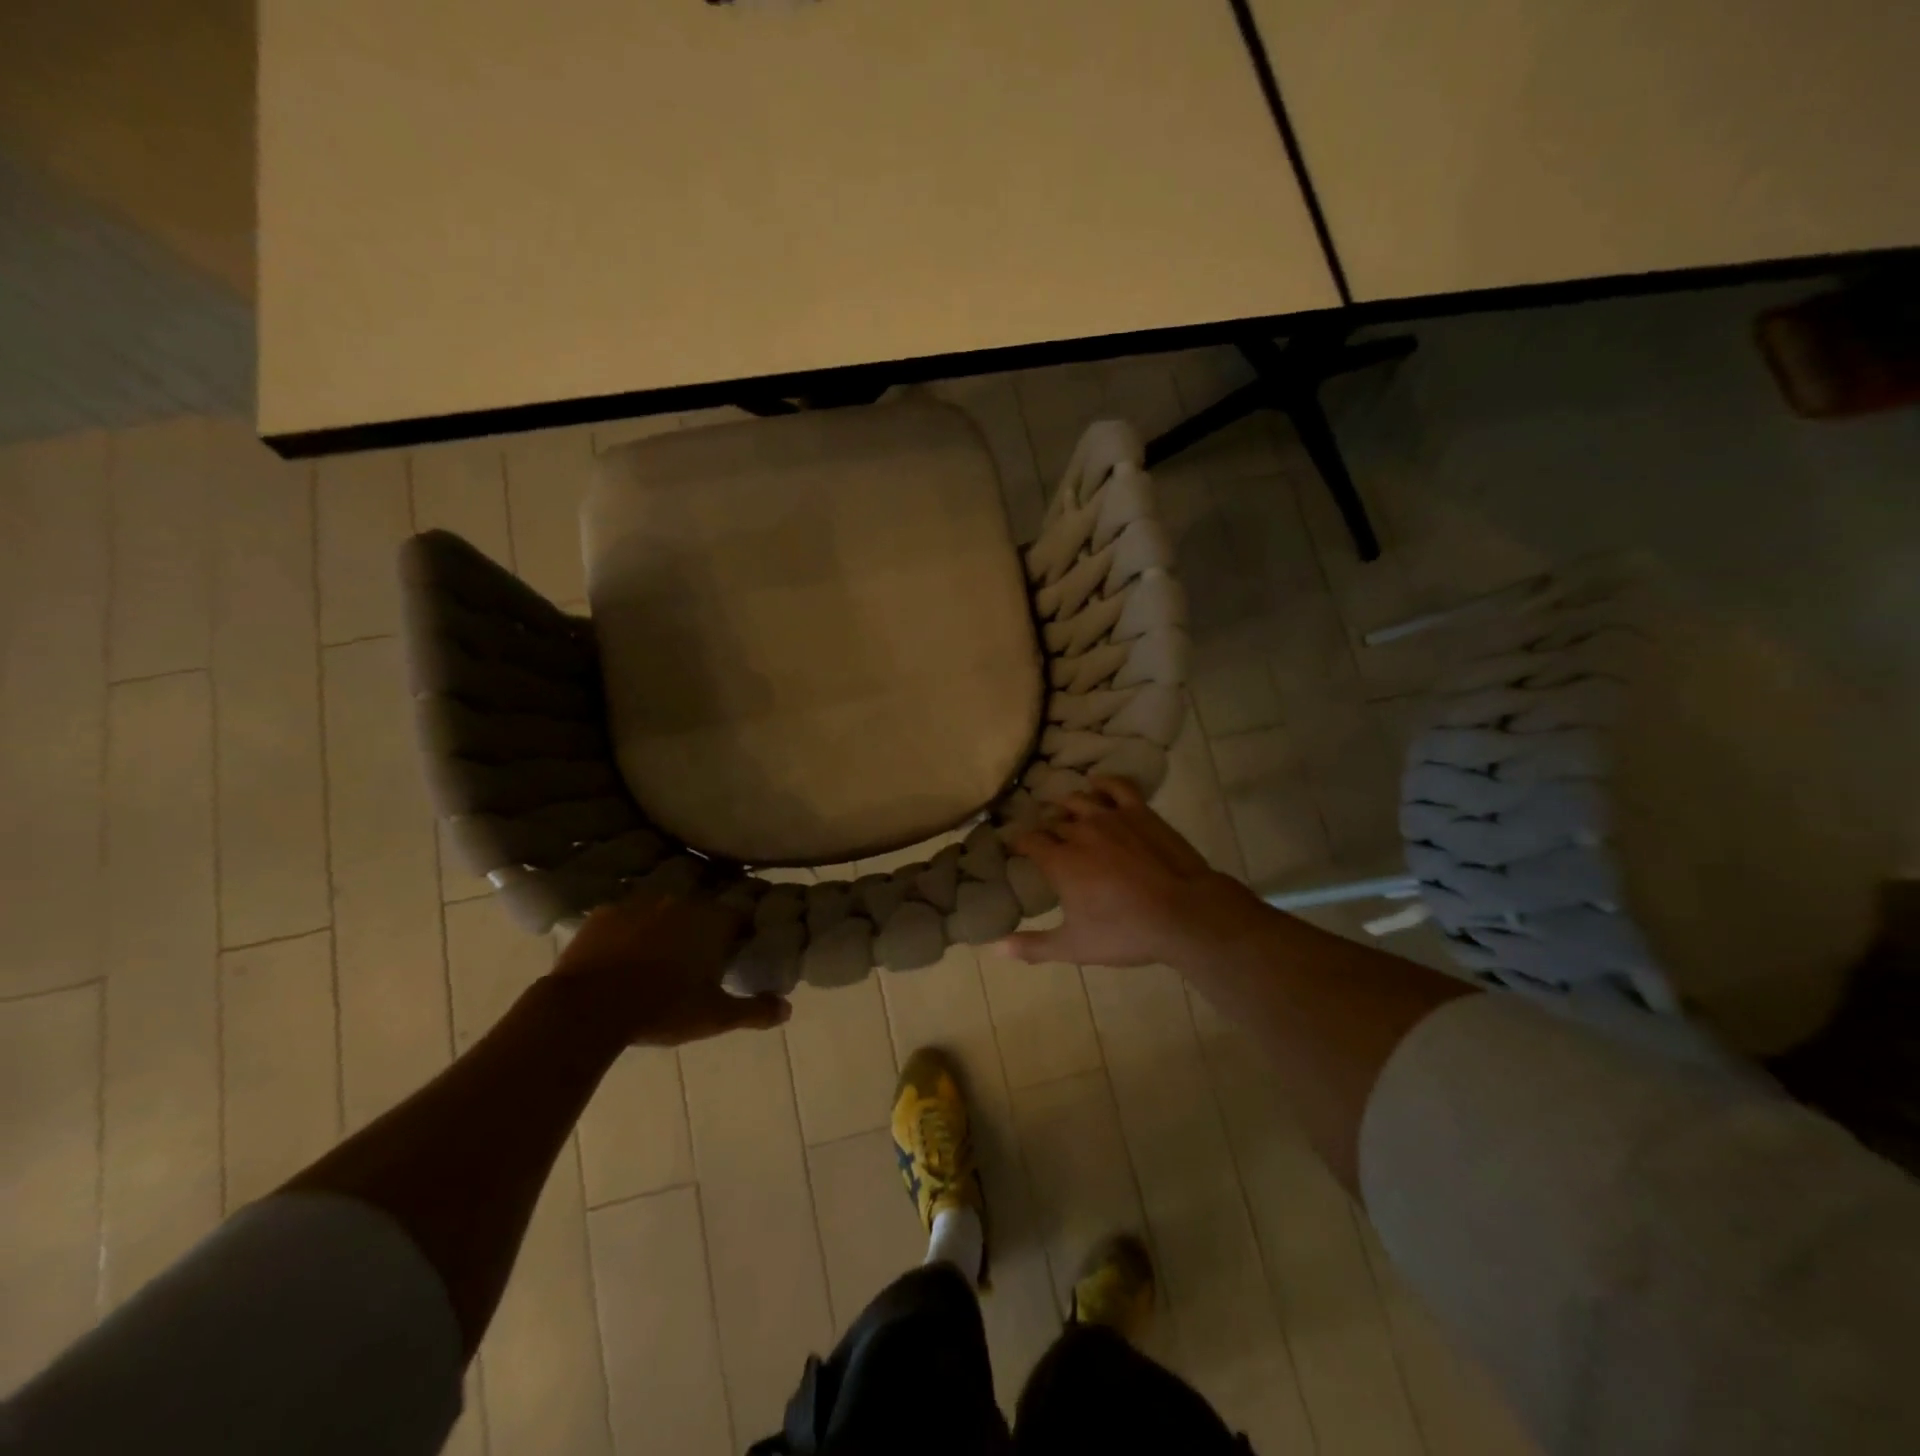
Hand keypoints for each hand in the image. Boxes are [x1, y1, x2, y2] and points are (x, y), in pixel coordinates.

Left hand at [548, 887, 789, 1046]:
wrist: (588, 1008)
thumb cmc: (663, 1009)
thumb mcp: (715, 1017)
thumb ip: (754, 1011)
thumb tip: (787, 1009)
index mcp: (713, 921)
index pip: (741, 915)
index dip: (743, 930)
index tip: (740, 947)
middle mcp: (681, 901)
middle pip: (702, 908)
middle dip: (704, 927)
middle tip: (700, 955)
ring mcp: (639, 903)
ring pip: (663, 909)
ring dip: (666, 925)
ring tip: (660, 954)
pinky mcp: (604, 913)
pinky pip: (625, 917)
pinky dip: (628, 931)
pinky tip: (623, 954)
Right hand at [1001, 777, 1267, 967]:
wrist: (1183, 914)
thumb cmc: (1126, 932)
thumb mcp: (1075, 947)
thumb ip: (1033, 946)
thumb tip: (995, 948)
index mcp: (1060, 861)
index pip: (1028, 841)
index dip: (1018, 841)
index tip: (1014, 845)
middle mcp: (1079, 831)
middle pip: (1053, 821)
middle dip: (1044, 827)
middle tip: (1043, 835)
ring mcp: (1110, 817)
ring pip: (1079, 800)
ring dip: (1066, 804)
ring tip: (1063, 809)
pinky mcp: (1139, 812)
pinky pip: (1117, 786)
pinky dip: (1103, 782)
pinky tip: (1097, 783)